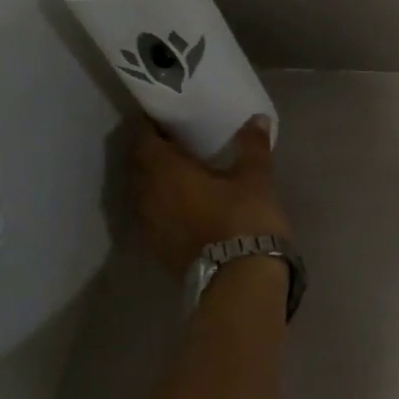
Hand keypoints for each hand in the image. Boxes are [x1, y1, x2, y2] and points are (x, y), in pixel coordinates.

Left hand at [127, 116, 290, 278]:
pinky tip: (189, 205)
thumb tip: (257, 118)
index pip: (144, 138)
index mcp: (164, 171)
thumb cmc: (245, 218)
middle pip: (141, 166)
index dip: (153, 125)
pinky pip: (155, 216)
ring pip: (146, 193)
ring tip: (185, 174)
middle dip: (156, 153)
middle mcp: (147, 196)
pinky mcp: (159, 249)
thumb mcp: (255, 178)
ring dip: (160, 182)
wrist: (240, 280)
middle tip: (179, 143)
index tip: (168, 118)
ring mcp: (149, 226)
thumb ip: (252, 146)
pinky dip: (166, 206)